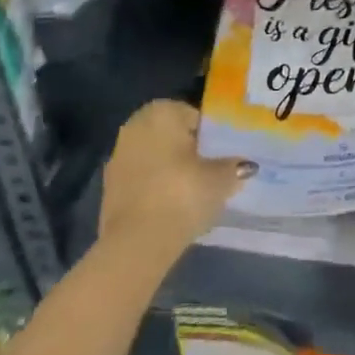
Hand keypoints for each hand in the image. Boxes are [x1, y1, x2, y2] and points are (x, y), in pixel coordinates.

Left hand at [99, 100, 253, 257]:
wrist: (137, 242)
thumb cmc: (182, 195)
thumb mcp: (220, 179)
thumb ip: (234, 167)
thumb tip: (245, 164)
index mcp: (162, 111)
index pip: (193, 116)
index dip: (210, 136)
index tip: (221, 156)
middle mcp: (136, 125)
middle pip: (171, 134)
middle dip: (187, 150)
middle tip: (209, 172)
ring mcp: (118, 155)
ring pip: (154, 156)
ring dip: (169, 168)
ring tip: (191, 192)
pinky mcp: (108, 186)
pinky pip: (141, 178)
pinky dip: (154, 186)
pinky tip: (170, 206)